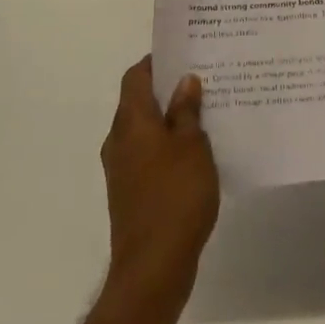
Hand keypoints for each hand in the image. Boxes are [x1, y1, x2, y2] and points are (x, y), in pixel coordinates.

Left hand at [100, 57, 219, 299]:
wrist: (152, 269)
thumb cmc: (175, 197)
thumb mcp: (192, 146)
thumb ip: (187, 111)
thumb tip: (184, 81)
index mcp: (130, 121)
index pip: (136, 75)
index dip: (157, 62)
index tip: (184, 54)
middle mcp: (119, 140)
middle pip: (139, 102)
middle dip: (167, 90)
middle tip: (202, 81)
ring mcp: (121, 169)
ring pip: (145, 130)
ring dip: (169, 120)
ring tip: (205, 114)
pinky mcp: (129, 193)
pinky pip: (147, 155)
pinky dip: (167, 147)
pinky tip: (195, 154)